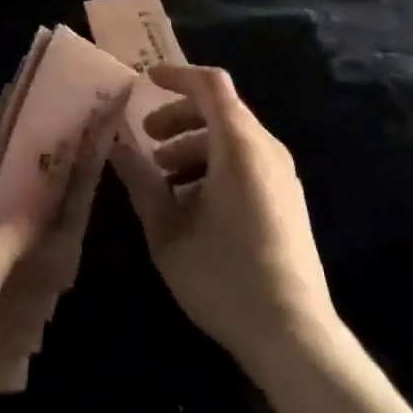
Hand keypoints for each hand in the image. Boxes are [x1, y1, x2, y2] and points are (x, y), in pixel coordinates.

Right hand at [110, 64, 337, 370]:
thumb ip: (141, 181)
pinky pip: (247, 161)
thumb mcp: (168, 231)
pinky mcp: (289, 200)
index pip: (209, 85)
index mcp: (239, 144)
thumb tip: (118, 146)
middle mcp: (266, 148)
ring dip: (195, 144)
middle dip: (179, 116)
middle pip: (220, 109)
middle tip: (147, 140)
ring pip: (233, 137)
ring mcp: (282, 175)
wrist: (295, 337)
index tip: (145, 81)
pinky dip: (216, 164)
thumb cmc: (225, 276)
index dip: (176, 75)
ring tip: (164, 179)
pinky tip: (194, 205)